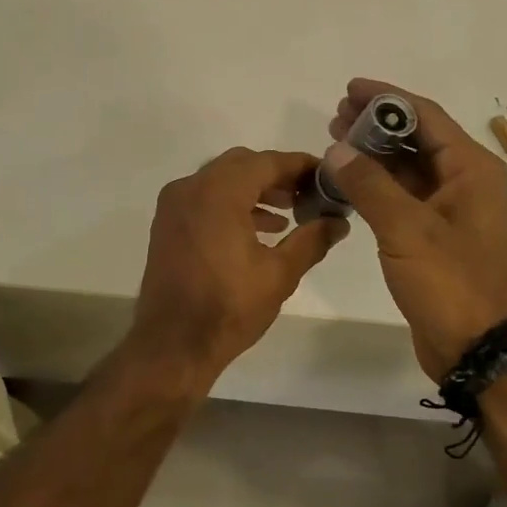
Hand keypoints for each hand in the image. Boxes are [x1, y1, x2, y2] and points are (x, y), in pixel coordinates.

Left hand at [129, 147, 347, 389]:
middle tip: (308, 194)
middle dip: (277, 176)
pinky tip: (259, 230)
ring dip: (254, 190)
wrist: (173, 344)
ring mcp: (173, 206)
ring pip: (221, 181)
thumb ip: (312, 240)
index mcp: (218, 192)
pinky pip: (204, 200)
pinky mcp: (167, 225)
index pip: (267, 162)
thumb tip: (339, 222)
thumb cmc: (229, 307)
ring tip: (289, 214)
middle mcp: (190, 188)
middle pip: (242, 165)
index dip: (300, 165)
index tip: (326, 175)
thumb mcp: (279, 274)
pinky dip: (231, 205)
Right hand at [324, 79, 506, 379]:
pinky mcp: (434, 236)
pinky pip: (403, 197)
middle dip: (376, 125)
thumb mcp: (406, 229)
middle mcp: (465, 182)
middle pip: (417, 139)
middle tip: (334, 118)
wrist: (476, 345)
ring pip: (408, 169)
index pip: (426, 117)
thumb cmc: (449, 282)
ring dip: (374, 156)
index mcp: (471, 170)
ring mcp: (450, 211)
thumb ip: (369, 185)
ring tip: (334, 145)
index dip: (388, 99)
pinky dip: (376, 187)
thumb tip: (336, 149)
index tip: (349, 89)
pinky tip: (347, 184)